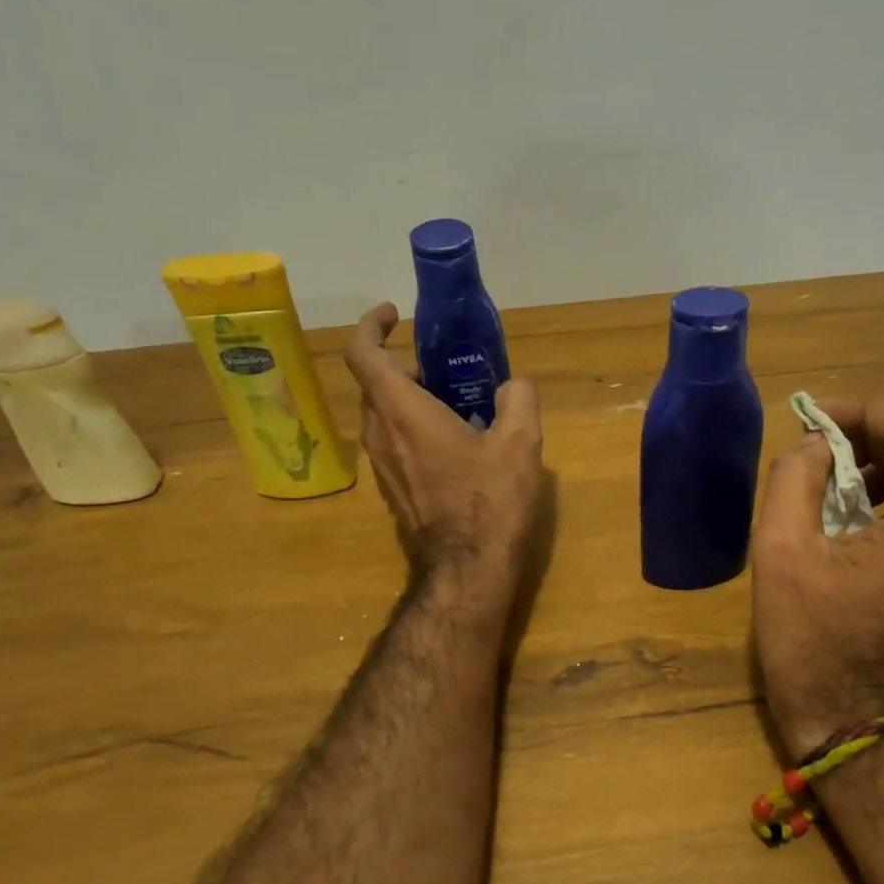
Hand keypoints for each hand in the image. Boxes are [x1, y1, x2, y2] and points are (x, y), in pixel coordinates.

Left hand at [344, 303, 544, 595]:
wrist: (467, 568)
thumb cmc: (489, 500)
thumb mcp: (520, 443)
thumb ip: (519, 399)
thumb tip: (515, 386)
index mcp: (401, 411)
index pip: (363, 353)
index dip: (371, 325)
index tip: (394, 314)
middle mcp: (379, 433)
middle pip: (375, 383)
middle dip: (404, 366)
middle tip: (444, 369)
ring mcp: (380, 465)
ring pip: (382, 415)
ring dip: (409, 399)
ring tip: (456, 407)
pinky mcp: (390, 489)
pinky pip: (391, 442)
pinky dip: (411, 428)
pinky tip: (454, 446)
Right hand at [751, 401, 883, 751]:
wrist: (850, 722)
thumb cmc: (810, 640)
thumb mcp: (781, 550)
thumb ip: (794, 478)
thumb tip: (816, 446)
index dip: (866, 411)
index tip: (817, 421)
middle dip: (877, 433)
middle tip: (823, 443)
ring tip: (833, 474)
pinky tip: (855, 510)